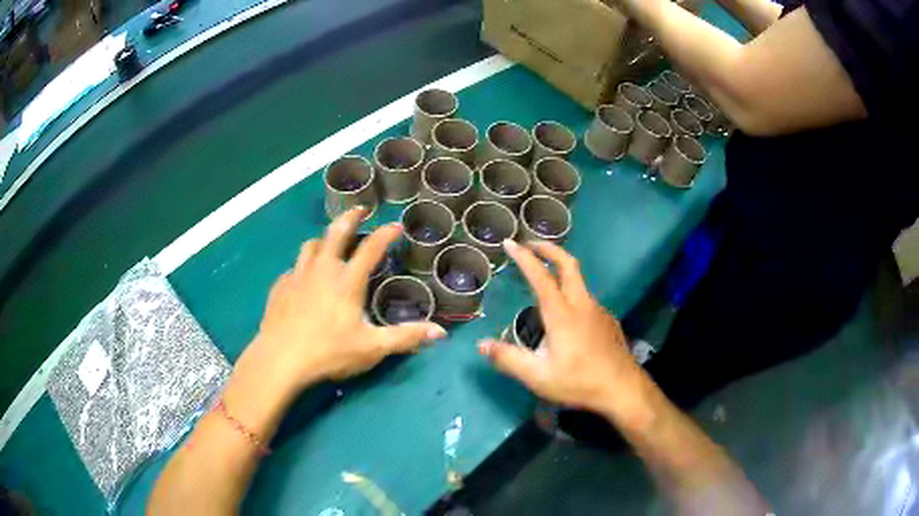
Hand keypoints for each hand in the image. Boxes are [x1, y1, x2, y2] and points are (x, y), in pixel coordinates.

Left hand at [240, 208, 446, 398]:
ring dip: (323, 239)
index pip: (371, 248)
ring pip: (310, 245)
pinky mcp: (280, 287)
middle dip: (350, 217)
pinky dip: (303, 266)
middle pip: (336, 232)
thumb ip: (405, 337)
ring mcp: (297, 276)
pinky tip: (304, 279)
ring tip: (330, 242)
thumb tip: (440, 333)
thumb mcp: (372, 348)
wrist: (280, 359)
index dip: (386, 234)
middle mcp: (322, 270)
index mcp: (347, 280)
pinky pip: (293, 268)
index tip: (396, 225)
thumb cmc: (329, 352)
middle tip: (360, 210)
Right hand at [479, 240, 654, 419]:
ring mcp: (598, 310)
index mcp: (562, 314)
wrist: (622, 388)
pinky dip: (572, 292)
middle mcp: (581, 304)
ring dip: (561, 270)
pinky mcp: (607, 320)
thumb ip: (509, 359)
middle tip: (531, 244)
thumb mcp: (538, 376)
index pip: (540, 276)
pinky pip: (586, 298)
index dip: (524, 257)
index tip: (510, 243)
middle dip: (549, 249)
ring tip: (545, 278)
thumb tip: (481, 345)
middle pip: (568, 264)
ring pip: (579, 280)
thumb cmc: (579, 382)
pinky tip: (567, 315)